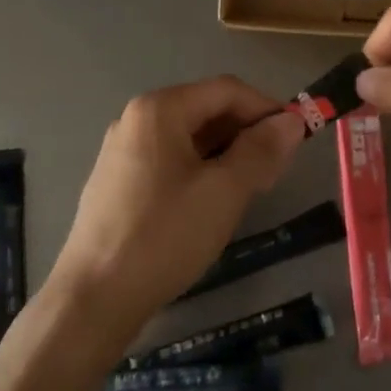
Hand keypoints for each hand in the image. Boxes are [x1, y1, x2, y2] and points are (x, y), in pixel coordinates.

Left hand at [53, 77, 304, 341]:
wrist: (93, 299)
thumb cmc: (163, 236)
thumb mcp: (224, 191)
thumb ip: (261, 150)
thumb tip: (292, 122)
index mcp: (160, 109)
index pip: (227, 90)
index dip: (267, 109)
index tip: (297, 139)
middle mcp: (137, 118)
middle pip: (207, 110)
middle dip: (247, 133)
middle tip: (277, 170)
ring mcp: (124, 150)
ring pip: (190, 137)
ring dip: (227, 154)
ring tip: (252, 188)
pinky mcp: (119, 180)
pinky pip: (171, 159)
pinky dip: (201, 169)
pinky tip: (214, 202)